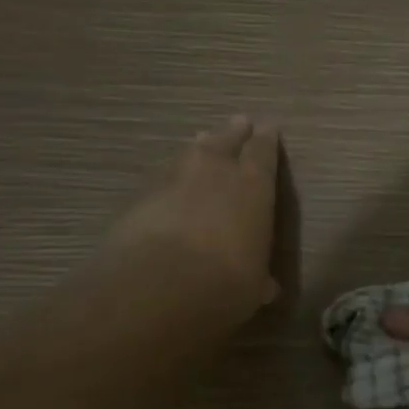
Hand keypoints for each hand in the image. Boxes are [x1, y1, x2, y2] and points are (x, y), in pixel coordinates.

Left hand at [101, 115, 280, 313]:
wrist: (155, 287)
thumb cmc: (225, 283)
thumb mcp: (253, 286)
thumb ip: (258, 277)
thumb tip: (265, 286)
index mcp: (254, 186)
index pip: (264, 152)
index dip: (267, 139)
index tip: (269, 127)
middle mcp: (215, 171)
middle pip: (226, 140)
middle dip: (234, 132)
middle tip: (238, 122)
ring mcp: (173, 179)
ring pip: (190, 153)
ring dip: (198, 148)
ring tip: (201, 141)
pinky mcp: (138, 195)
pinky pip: (161, 177)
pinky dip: (169, 178)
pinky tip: (169, 184)